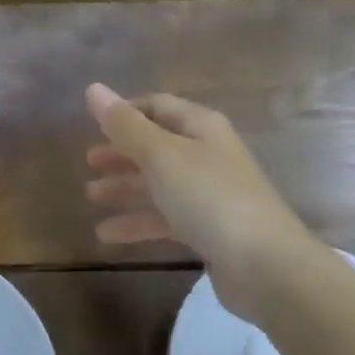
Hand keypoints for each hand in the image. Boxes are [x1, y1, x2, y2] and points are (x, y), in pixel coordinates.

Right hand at [84, 83, 325, 325]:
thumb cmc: (210, 198)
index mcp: (201, 127)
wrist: (265, 266)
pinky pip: (165, 219)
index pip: (158, 106)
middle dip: (122, 153)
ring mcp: (209, 195)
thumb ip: (125, 125)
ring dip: (125, 188)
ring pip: (159, 184)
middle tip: (88, 163)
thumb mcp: (161, 156)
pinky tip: (107, 234)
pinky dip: (137, 223)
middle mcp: (207, 155)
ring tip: (90, 197)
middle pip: (157, 146)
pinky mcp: (209, 231)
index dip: (125, 112)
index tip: (93, 124)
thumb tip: (93, 88)